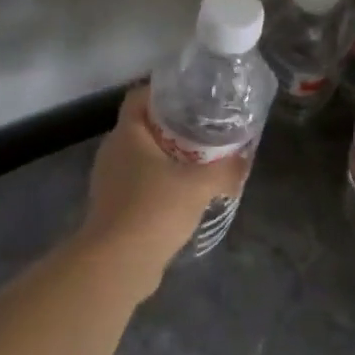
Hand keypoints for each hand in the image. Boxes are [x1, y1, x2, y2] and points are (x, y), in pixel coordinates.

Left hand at [79, 86, 249, 274]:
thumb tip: (244, 158)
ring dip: (168, 157)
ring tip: (201, 161)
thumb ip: (226, 168)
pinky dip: (160, 183)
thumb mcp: (200, 185)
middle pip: (143, 127)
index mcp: (127, 134)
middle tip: (205, 128)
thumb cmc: (154, 209)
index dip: (163, 91)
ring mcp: (110, 181)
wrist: (117, 264)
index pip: (139, 97)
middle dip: (173, 126)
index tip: (192, 96)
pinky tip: (185, 195)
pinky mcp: (114, 207)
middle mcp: (113, 152)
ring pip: (142, 157)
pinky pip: (140, 184)